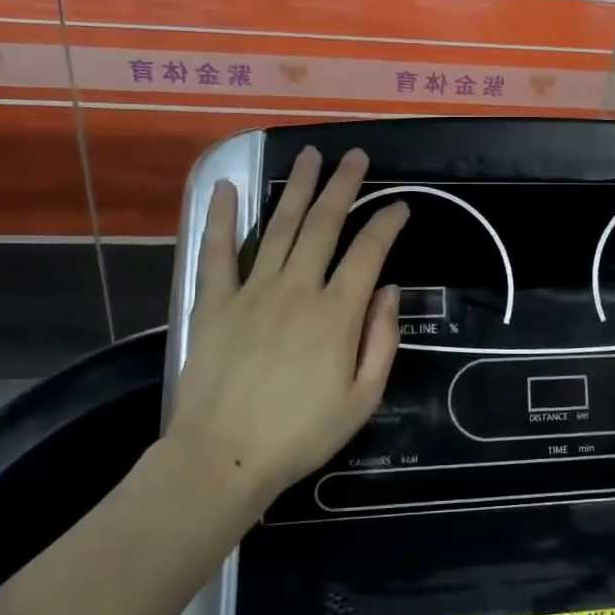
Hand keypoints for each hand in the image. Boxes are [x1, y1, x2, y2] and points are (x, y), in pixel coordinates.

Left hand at [167, 146, 408, 516]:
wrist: (224, 458)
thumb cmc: (301, 435)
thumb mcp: (362, 400)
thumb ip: (382, 340)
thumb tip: (387, 290)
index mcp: (337, 313)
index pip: (369, 251)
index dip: (387, 223)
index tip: (400, 206)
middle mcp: (297, 289)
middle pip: (325, 224)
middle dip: (343, 185)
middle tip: (355, 156)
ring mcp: (252, 291)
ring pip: (281, 226)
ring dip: (298, 188)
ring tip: (310, 156)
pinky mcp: (214, 302)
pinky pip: (217, 251)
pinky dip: (220, 217)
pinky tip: (224, 187)